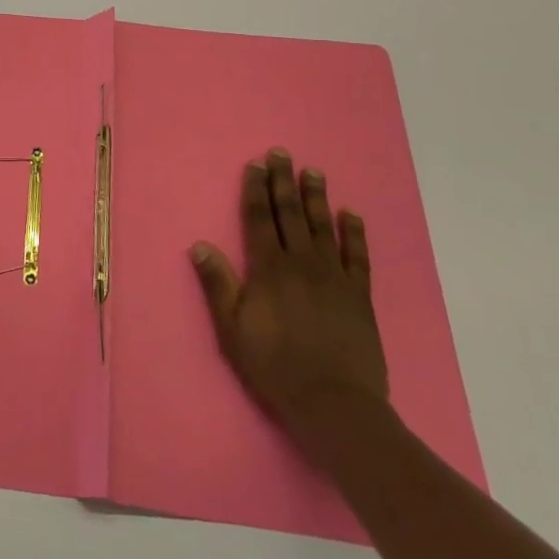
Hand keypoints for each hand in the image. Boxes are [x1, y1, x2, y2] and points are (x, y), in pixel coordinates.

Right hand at [189, 149, 388, 447]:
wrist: (333, 404)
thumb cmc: (274, 367)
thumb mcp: (232, 329)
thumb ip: (218, 284)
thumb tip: (199, 245)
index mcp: (268, 269)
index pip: (259, 219)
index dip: (256, 190)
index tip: (256, 165)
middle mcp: (300, 263)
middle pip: (290, 214)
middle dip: (283, 182)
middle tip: (282, 153)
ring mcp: (333, 277)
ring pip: (323, 227)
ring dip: (317, 197)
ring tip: (314, 172)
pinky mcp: (359, 296)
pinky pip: (357, 256)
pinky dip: (354, 233)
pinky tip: (351, 214)